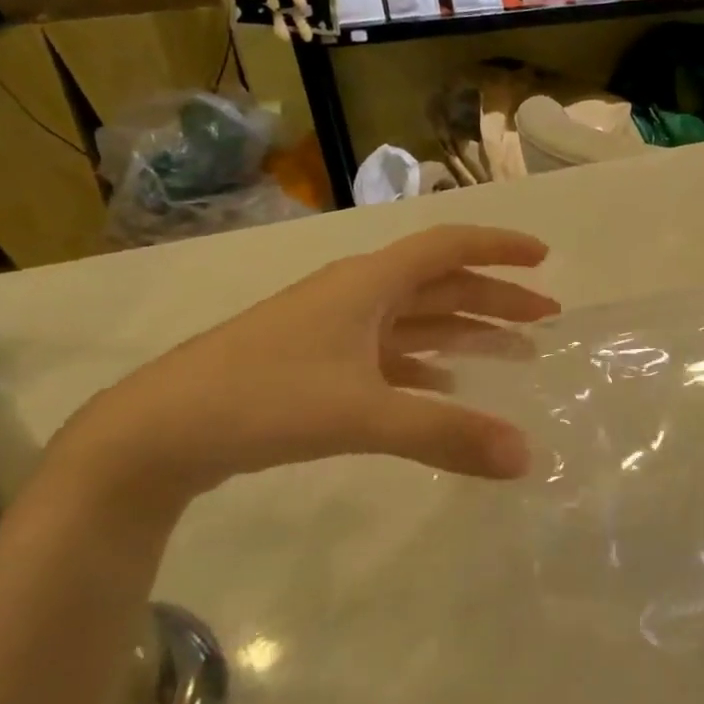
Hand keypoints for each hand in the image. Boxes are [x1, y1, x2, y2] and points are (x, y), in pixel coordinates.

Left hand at [56, 225, 558, 504]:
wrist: (156, 432)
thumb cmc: (262, 399)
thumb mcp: (362, 414)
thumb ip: (446, 434)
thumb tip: (526, 457)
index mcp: (367, 284)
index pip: (448, 247)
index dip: (498, 247)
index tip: (544, 258)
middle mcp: (356, 296)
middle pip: (441, 284)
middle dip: (496, 298)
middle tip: (546, 317)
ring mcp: (334, 330)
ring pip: (417, 319)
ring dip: (467, 330)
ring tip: (515, 350)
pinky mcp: (317, 364)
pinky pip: (390, 352)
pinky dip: (427, 362)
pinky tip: (446, 382)